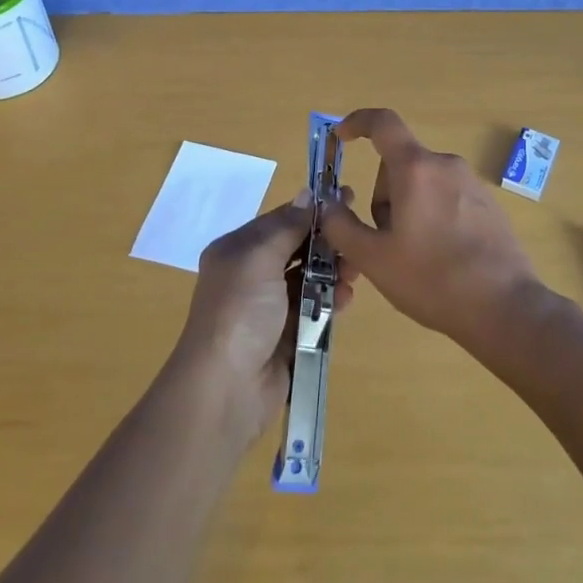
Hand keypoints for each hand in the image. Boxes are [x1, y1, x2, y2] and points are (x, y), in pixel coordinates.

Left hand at [168, 192, 358, 442]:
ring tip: (353, 273)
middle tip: (356, 241)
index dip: (313, 210)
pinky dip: (331, 301)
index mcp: (238, 250)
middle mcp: (252, 275)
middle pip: (298, 248)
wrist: (226, 388)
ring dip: (333, 272)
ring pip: (310, 278)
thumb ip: (287, 226)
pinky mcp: (287, 336)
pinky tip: (345, 299)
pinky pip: (314, 309)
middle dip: (327, 243)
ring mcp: (269, 308)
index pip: (281, 220)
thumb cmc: (239, 311)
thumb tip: (308, 194)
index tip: (348, 198)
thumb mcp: (258, 257)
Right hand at [320, 108, 541, 355]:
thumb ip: (341, 226)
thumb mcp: (373, 258)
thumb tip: (328, 205)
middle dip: (384, 196)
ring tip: (415, 257)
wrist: (505, 308)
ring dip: (408, 209)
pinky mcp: (488, 204)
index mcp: (415, 168)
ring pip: (422, 184)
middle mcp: (445, 164)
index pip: (382, 123)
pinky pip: (446, 197)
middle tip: (385, 242)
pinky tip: (441, 258)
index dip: (357, 122)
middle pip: (399, 164)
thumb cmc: (432, 279)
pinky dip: (433, 217)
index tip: (340, 137)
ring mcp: (471, 183)